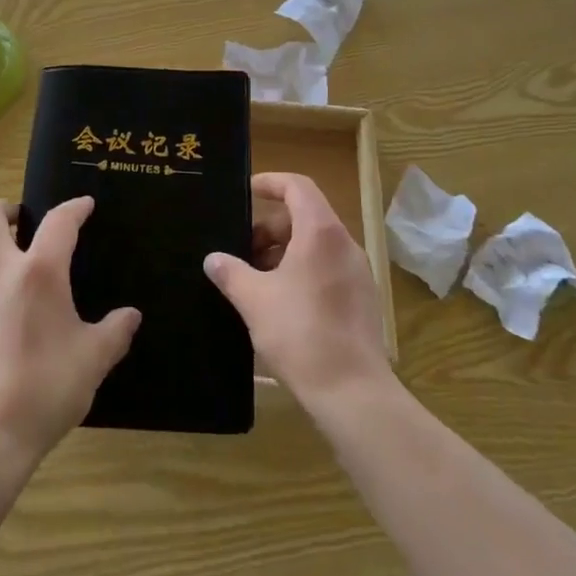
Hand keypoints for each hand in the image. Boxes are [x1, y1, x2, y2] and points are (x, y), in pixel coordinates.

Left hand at [0, 197, 139, 472]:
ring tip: (2, 249)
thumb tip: (131, 316)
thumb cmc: (45, 389)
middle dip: (7, 208)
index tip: (85, 205)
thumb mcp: (92, 361)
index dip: (74, 208)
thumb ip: (114, 332)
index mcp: (38, 272)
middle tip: (24, 219)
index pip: (59, 222)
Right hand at [206, 172, 393, 410]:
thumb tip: (213, 259)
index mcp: (320, 232)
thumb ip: (231, 272)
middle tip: (241, 250)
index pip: (297, 186)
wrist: (353, 393)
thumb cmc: (300, 334)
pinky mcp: (362, 299)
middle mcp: (344, 244)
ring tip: (255, 279)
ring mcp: (357, 272)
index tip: (247, 192)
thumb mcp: (254, 300)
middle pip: (305, 216)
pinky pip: (327, 268)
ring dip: (284, 252)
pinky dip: (302, 270)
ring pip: (316, 245)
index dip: (270, 182)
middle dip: (270, 227)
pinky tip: (280, 302)